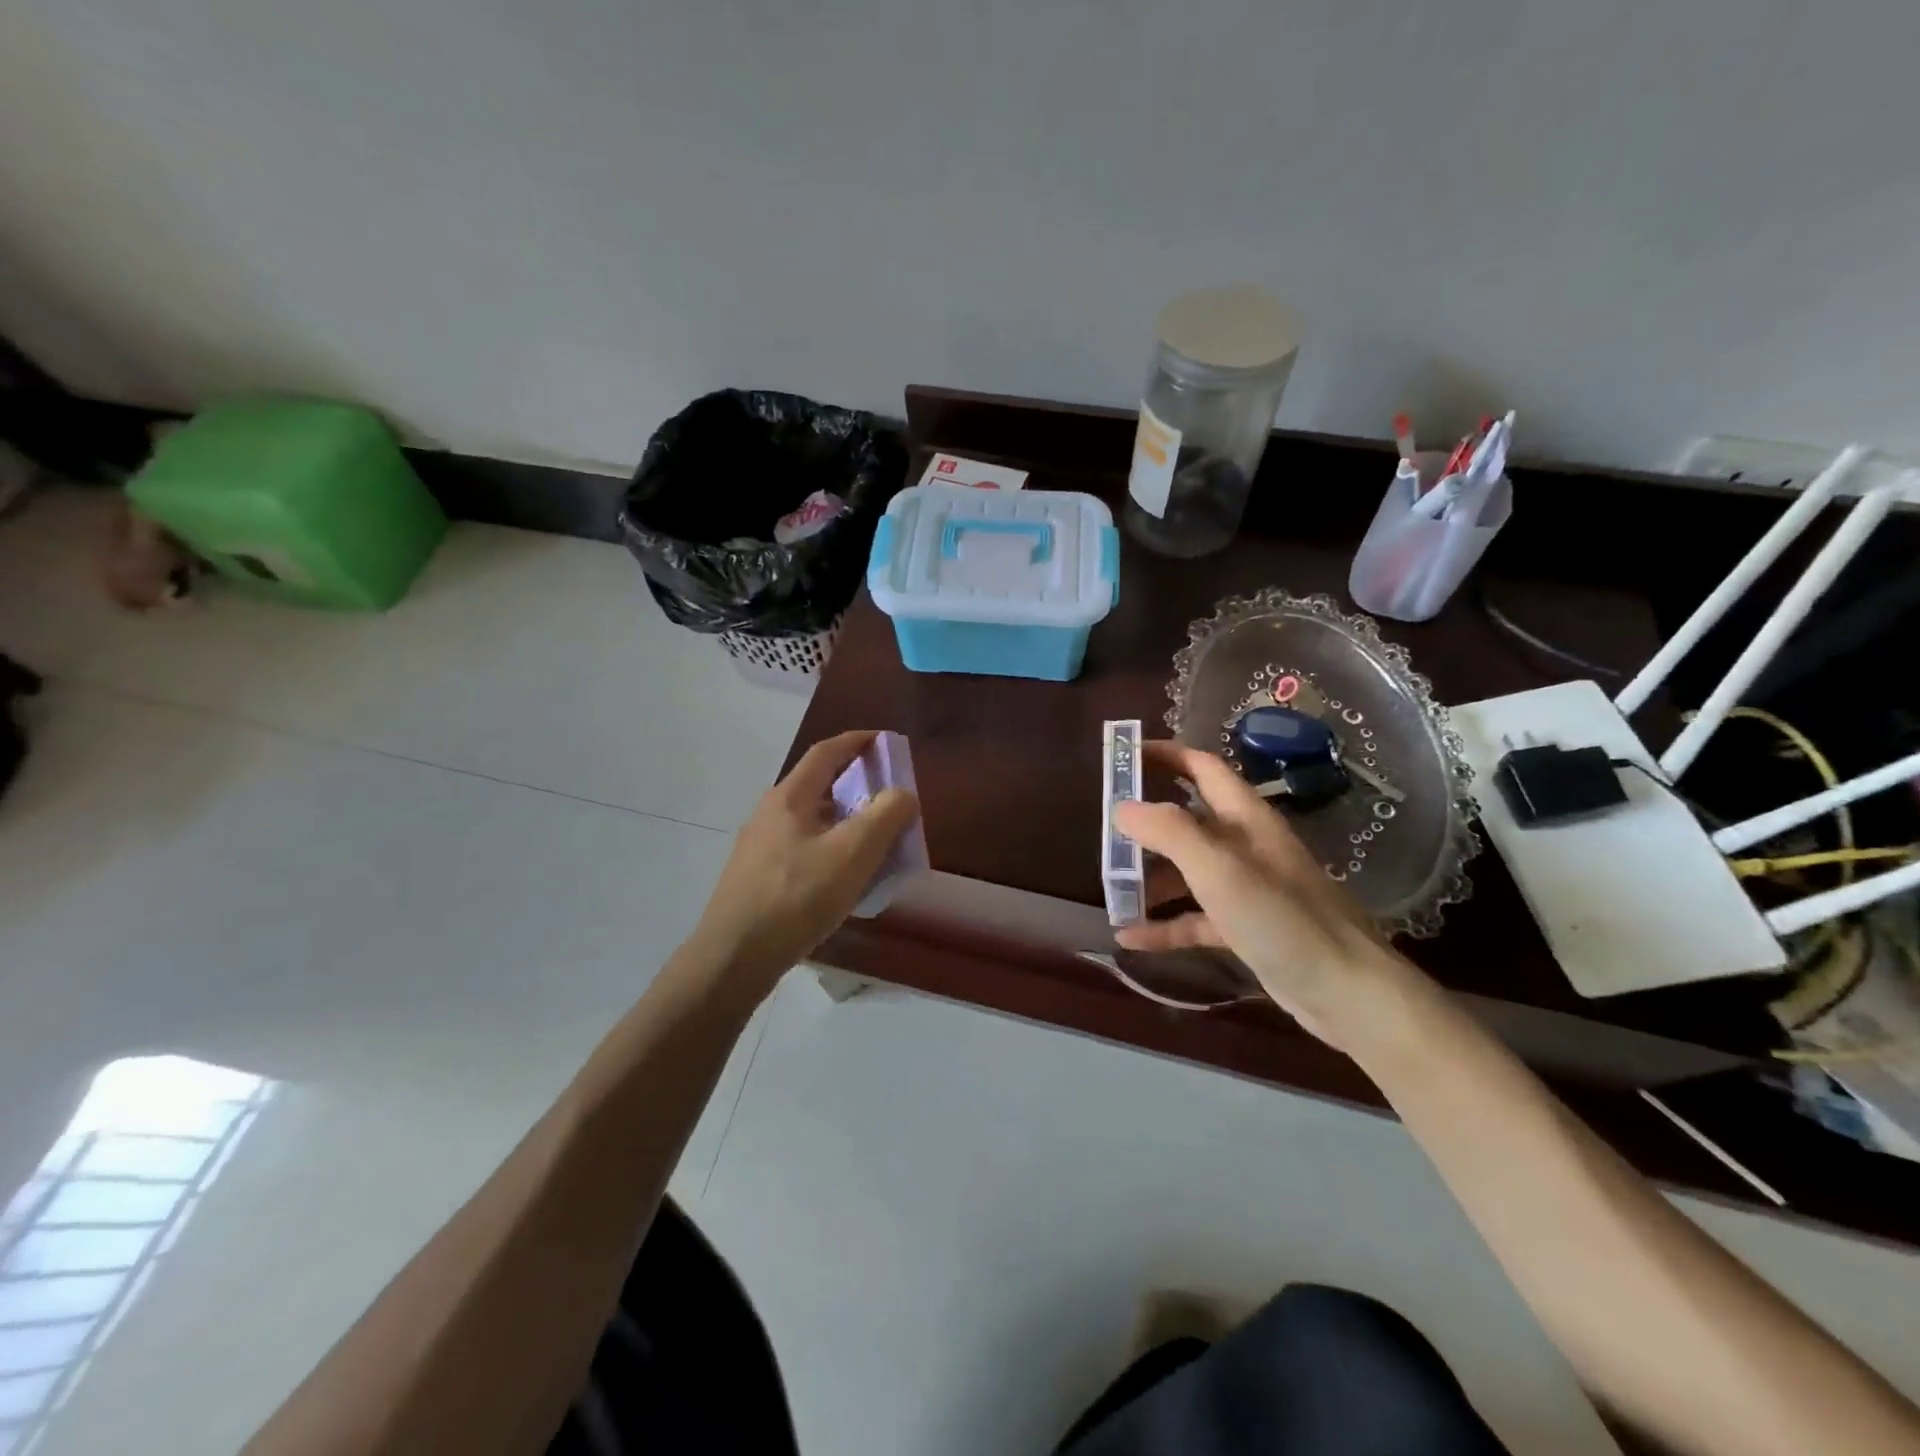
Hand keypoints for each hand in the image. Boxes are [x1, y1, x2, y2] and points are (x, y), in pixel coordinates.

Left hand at [691, 731, 919, 992]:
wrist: (734, 957)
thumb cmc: (796, 897)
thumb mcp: (852, 854)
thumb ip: (885, 817)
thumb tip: (903, 794)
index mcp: (790, 798)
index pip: (826, 752)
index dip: (857, 741)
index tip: (886, 741)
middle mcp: (770, 813)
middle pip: (818, 785)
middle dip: (856, 783)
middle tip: (889, 796)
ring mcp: (760, 846)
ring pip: (811, 820)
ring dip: (845, 819)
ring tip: (874, 839)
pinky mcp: (758, 876)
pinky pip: (803, 847)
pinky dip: (831, 847)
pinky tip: (844, 877)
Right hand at [1113, 740, 1419, 1047]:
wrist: (1347, 993)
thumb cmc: (1282, 918)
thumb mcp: (1219, 868)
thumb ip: (1169, 831)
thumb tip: (1122, 808)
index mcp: (1245, 818)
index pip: (1202, 767)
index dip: (1165, 755)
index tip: (1124, 755)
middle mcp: (1245, 846)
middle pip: (1187, 821)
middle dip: (1146, 824)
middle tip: (1104, 832)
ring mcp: (1246, 889)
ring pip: (1187, 872)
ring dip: (1150, 879)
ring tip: (1111, 890)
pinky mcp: (1245, 929)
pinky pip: (1195, 919)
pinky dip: (1165, 925)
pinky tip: (1130, 937)